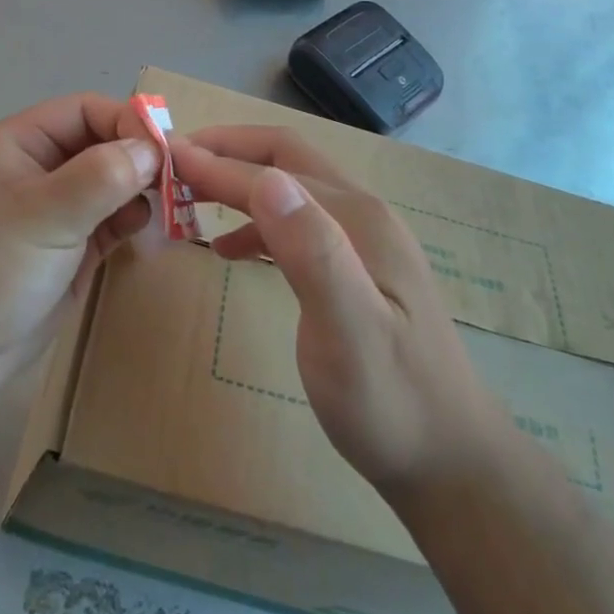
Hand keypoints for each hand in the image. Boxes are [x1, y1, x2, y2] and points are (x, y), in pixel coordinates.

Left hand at [0, 95, 158, 406]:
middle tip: (183, 181)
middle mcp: (42, 170)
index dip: (128, 123)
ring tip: (172, 209)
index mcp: (23, 143)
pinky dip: (133, 222)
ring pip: (112, 184)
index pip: (87, 111)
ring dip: (142, 191)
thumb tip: (153, 147)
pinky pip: (111, 222)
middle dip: (142, 159)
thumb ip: (100, 177)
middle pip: (104, 145)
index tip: (168, 151)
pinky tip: (150, 235)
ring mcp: (56, 212)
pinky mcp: (69, 250)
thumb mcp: (43, 215)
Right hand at [171, 127, 498, 494]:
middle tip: (173, 164)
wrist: (451, 460)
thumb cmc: (392, 402)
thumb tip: (266, 179)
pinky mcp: (355, 268)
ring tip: (188, 198)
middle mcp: (361, 214)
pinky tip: (230, 249)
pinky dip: (257, 222)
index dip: (215, 163)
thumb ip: (312, 252)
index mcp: (357, 218)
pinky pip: (298, 224)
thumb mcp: (349, 332)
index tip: (163, 158)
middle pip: (285, 158)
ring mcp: (361, 240)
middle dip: (228, 153)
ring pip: (290, 188)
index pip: (272, 172)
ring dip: (238, 183)